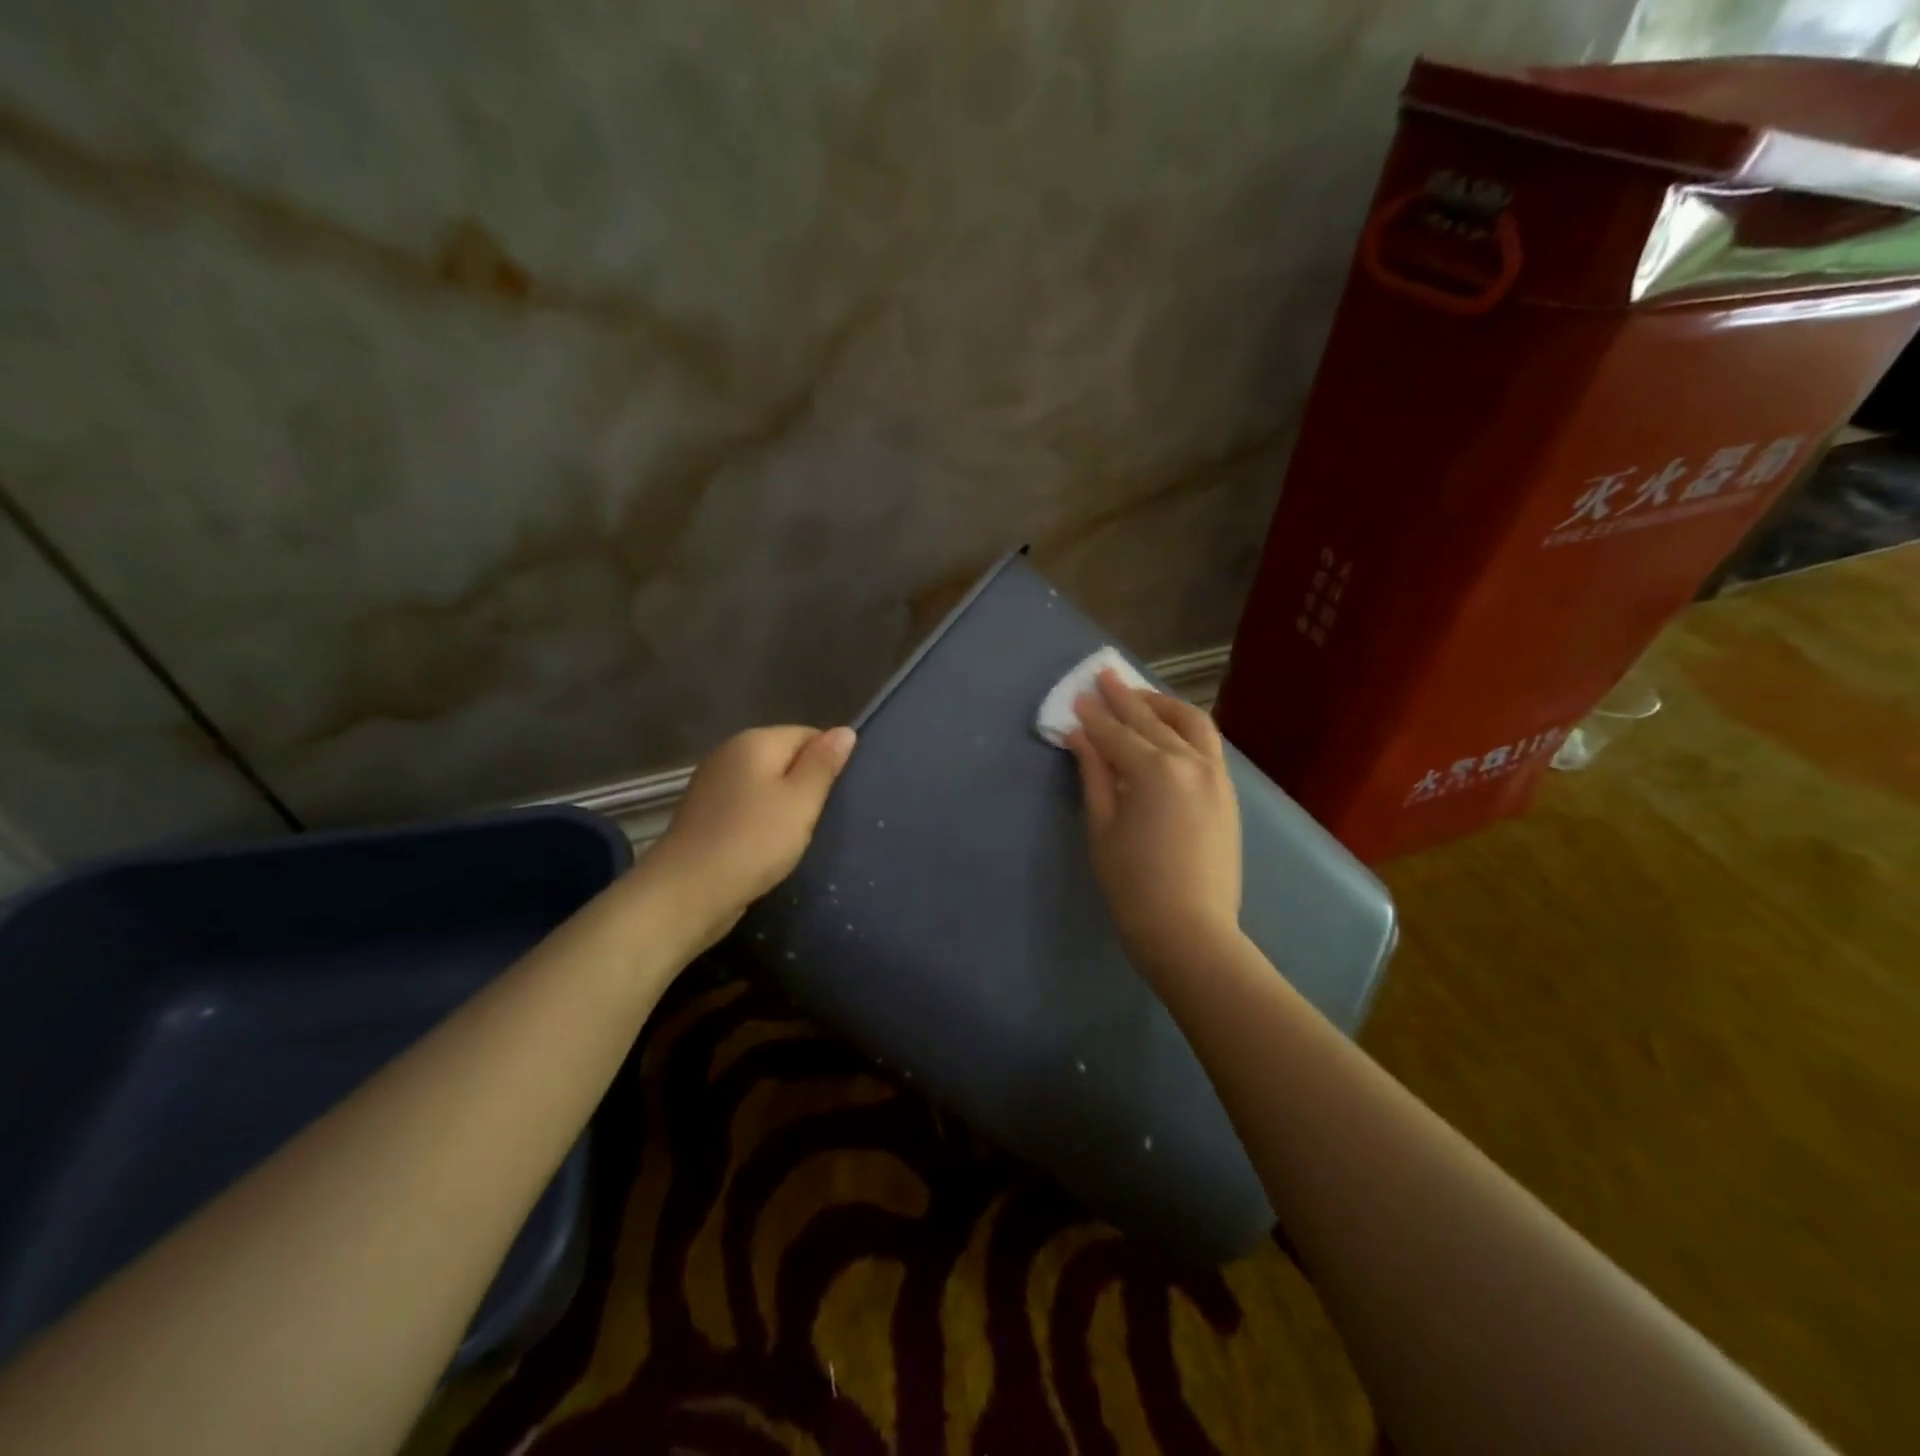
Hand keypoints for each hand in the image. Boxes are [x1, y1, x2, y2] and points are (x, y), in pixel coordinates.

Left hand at [644, 724, 856, 951]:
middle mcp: (729, 752)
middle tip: (818, 820)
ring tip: (796, 836)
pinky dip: (760, 821)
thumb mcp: (801, 801)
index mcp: (755, 740)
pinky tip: (767, 846)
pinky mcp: (704, 813)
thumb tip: (844, 730)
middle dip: (805, 785)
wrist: (687, 892)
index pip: (808, 735)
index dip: (827, 763)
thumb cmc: (753, 842)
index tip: (835, 798)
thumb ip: (823, 764)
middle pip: (784, 758)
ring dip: (783, 806)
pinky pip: (746, 806)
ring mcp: (712, 783)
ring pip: (765, 784)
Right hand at [1066, 670, 1241, 970]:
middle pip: (1150, 720)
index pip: (1116, 733)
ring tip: (1139, 697)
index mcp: (1154, 770)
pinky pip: (1206, 744)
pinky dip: (1185, 727)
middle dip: (1124, 697)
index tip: (1077, 696)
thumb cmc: (1133, 884)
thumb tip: (1080, 735)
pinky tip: (1168, 729)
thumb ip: (1094, 773)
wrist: (1190, 930)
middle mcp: (1190, 762)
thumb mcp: (1102, 827)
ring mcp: (1215, 775)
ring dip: (1161, 705)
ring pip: (1190, 723)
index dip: (1093, 716)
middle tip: (1103, 676)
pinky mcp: (1227, 791)